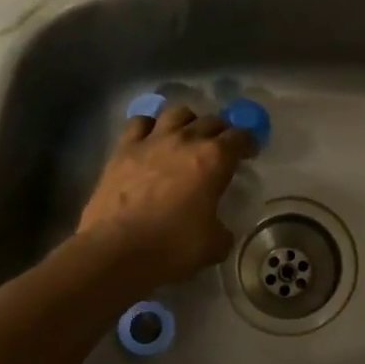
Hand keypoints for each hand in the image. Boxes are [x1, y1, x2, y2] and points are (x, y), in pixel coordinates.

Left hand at [76, 104, 254, 290]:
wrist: (115, 251)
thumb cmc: (171, 247)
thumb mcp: (213, 245)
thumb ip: (222, 231)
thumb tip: (220, 230)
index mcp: (214, 158)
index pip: (241, 136)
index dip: (248, 143)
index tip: (249, 153)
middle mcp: (186, 140)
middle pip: (211, 120)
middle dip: (221, 131)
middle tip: (220, 149)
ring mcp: (152, 140)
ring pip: (177, 112)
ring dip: (188, 121)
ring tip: (187, 137)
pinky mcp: (123, 149)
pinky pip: (140, 122)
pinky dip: (150, 127)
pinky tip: (151, 140)